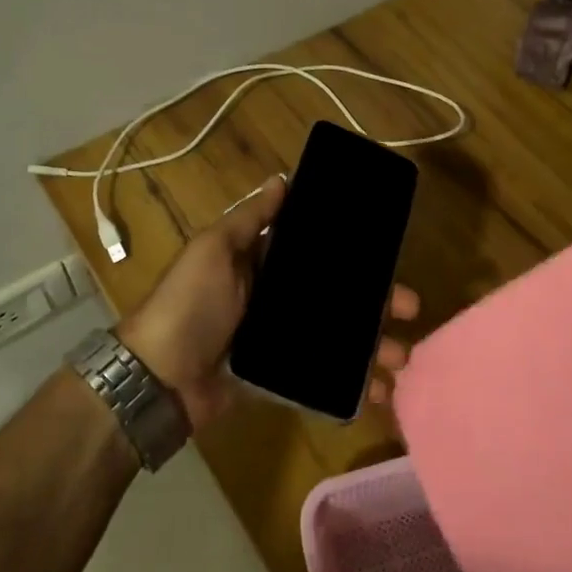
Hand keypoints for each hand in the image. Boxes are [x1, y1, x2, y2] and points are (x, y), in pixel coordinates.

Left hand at [115, 176, 420, 429]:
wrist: (159, 379)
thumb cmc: (189, 305)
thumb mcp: (214, 250)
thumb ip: (249, 219)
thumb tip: (281, 179)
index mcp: (262, 264)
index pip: (318, 253)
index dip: (354, 254)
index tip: (389, 255)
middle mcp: (276, 298)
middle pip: (338, 296)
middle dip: (377, 303)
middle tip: (412, 309)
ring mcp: (280, 340)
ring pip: (338, 338)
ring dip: (373, 347)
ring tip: (401, 360)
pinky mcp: (281, 378)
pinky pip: (324, 377)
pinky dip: (353, 385)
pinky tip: (379, 392)